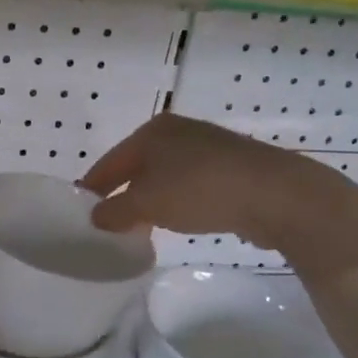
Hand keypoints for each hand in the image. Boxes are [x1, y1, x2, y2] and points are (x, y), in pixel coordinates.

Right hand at [81, 115, 357, 274]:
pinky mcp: (234, 166)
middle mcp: (179, 131)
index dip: (93, 187)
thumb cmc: (199, 190)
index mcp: (152, 131)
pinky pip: (193, 184)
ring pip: (167, 175)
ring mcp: (210, 146)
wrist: (276, 194)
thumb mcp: (146, 204)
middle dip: (123, 193)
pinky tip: (182, 220)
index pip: (110, 161)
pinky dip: (180, 201)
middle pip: (138, 166)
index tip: (81, 210)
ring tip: (144, 225)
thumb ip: (115, 211)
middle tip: (110, 222)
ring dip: (153, 199)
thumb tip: (97, 217)